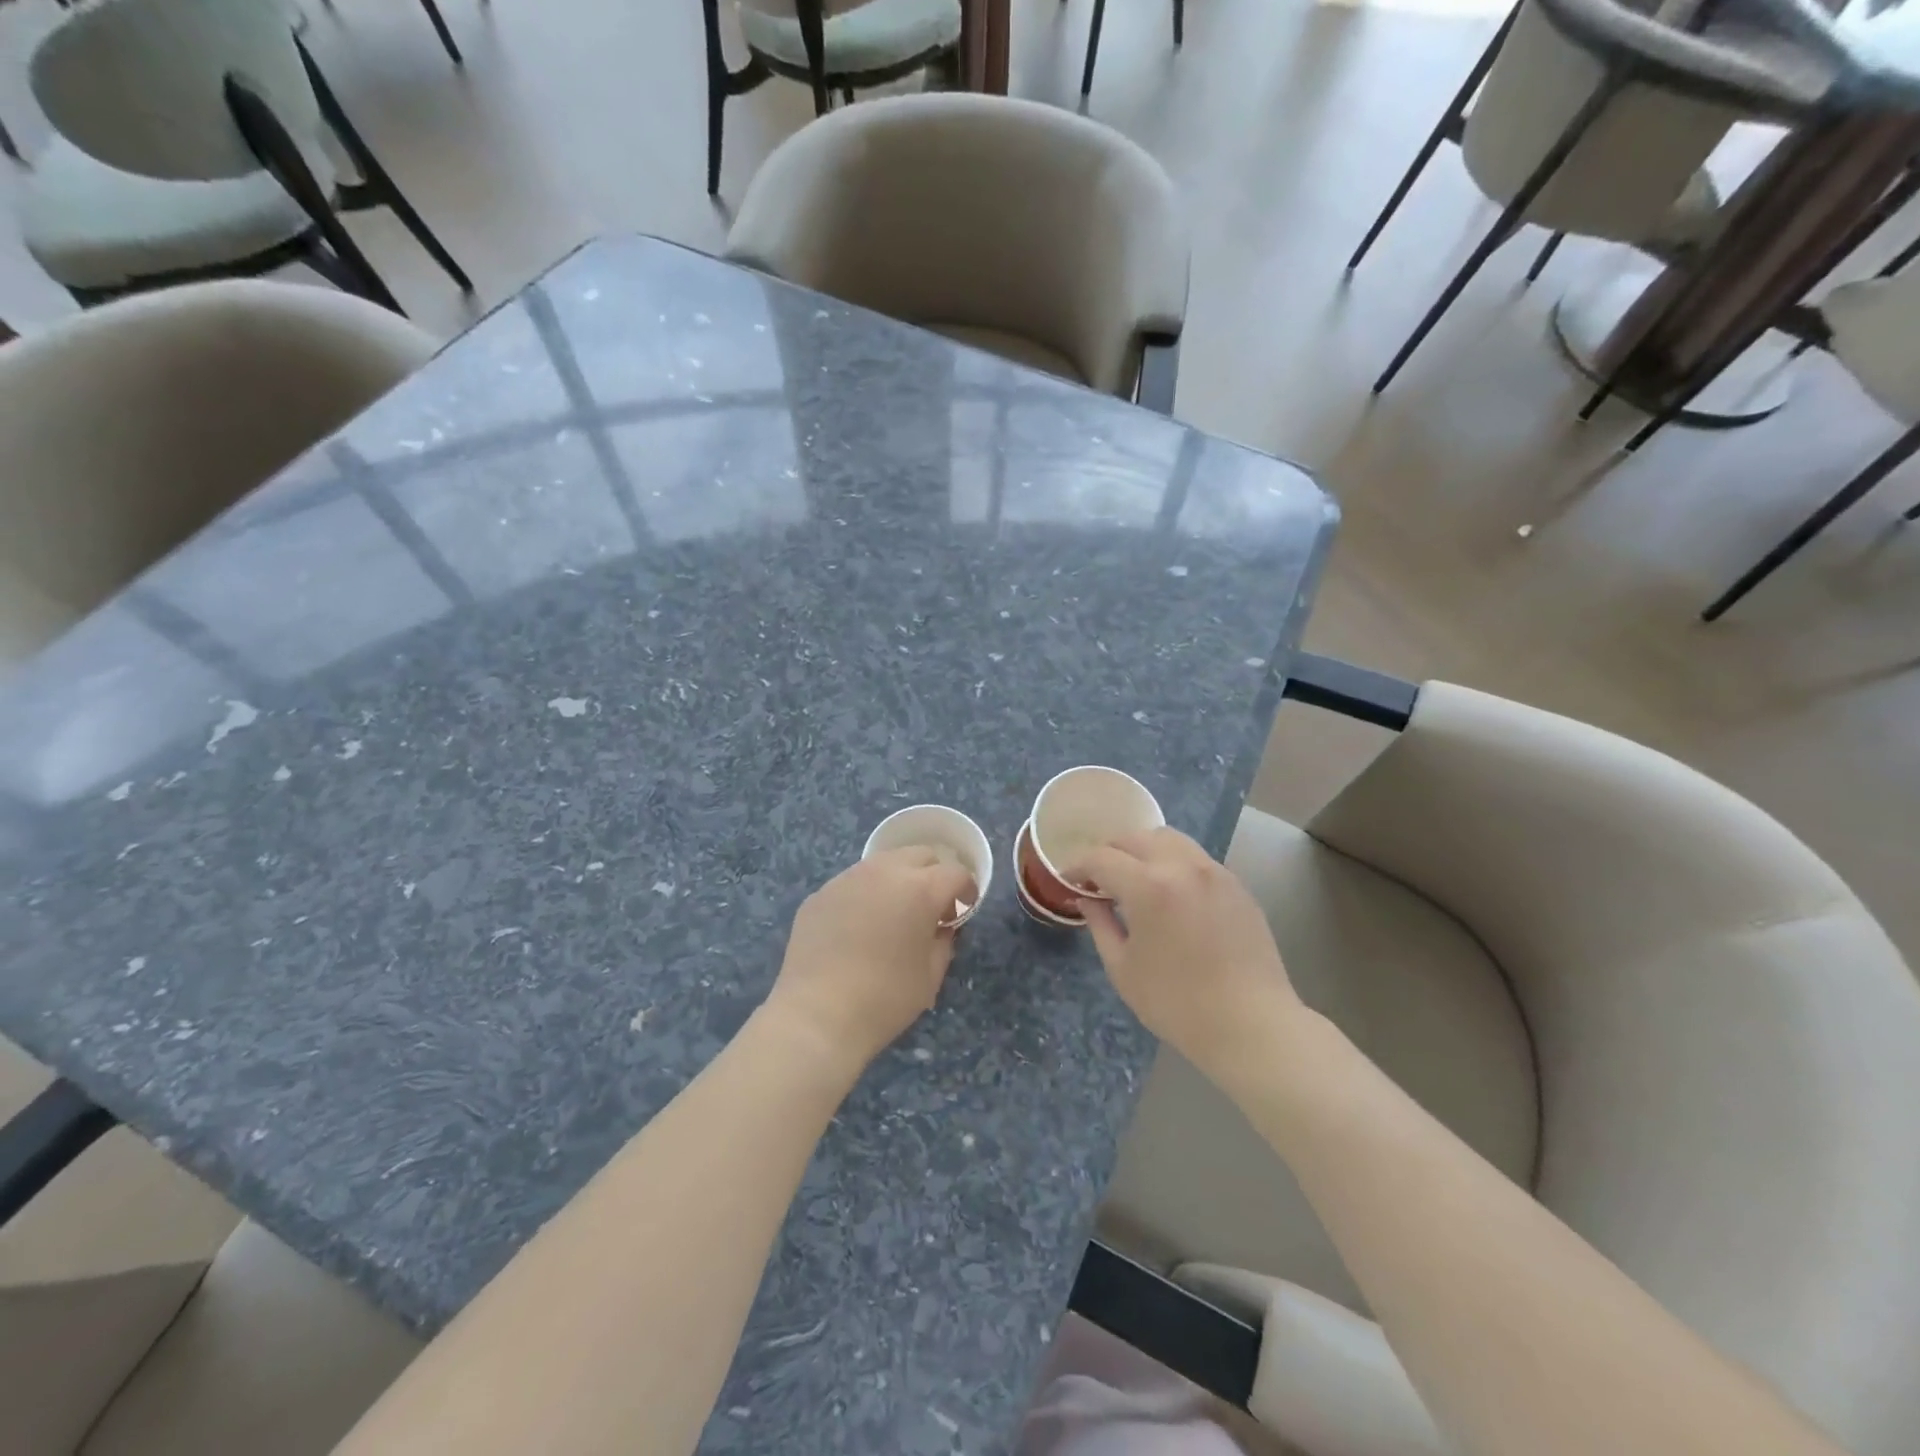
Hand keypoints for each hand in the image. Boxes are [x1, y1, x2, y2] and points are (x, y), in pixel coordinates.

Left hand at [764, 847, 976, 1073]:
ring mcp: (848, 878)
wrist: (817, 1015)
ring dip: (897, 879)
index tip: (964, 908)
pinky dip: (865, 895)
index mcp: (920, 888)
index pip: (955, 873)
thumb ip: (944, 942)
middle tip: (931, 907)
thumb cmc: (885, 998)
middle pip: (920, 855)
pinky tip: (858, 928)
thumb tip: (941, 928)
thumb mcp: (931, 975)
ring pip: (883, 863)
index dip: (966, 889)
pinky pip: (853, 882)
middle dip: (933, 874)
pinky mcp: (820, 893)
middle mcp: (884, 871)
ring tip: (893, 913)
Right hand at [1069, 828, 1303, 1074]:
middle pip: (1135, 838)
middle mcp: (1182, 866)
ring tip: (1134, 879)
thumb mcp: (1123, 968)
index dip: (1078, 865)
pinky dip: (1172, 862)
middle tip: (1098, 879)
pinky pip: (1195, 858)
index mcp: (1148, 886)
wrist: (1251, 1025)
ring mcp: (1214, 871)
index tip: (1068, 879)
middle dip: (1109, 853)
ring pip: (1169, 839)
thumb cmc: (1177, 1004)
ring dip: (1143, 850)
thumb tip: (1087, 899)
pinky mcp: (1236, 884)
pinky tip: (1169, 893)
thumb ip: (1100, 924)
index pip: (1102, 858)